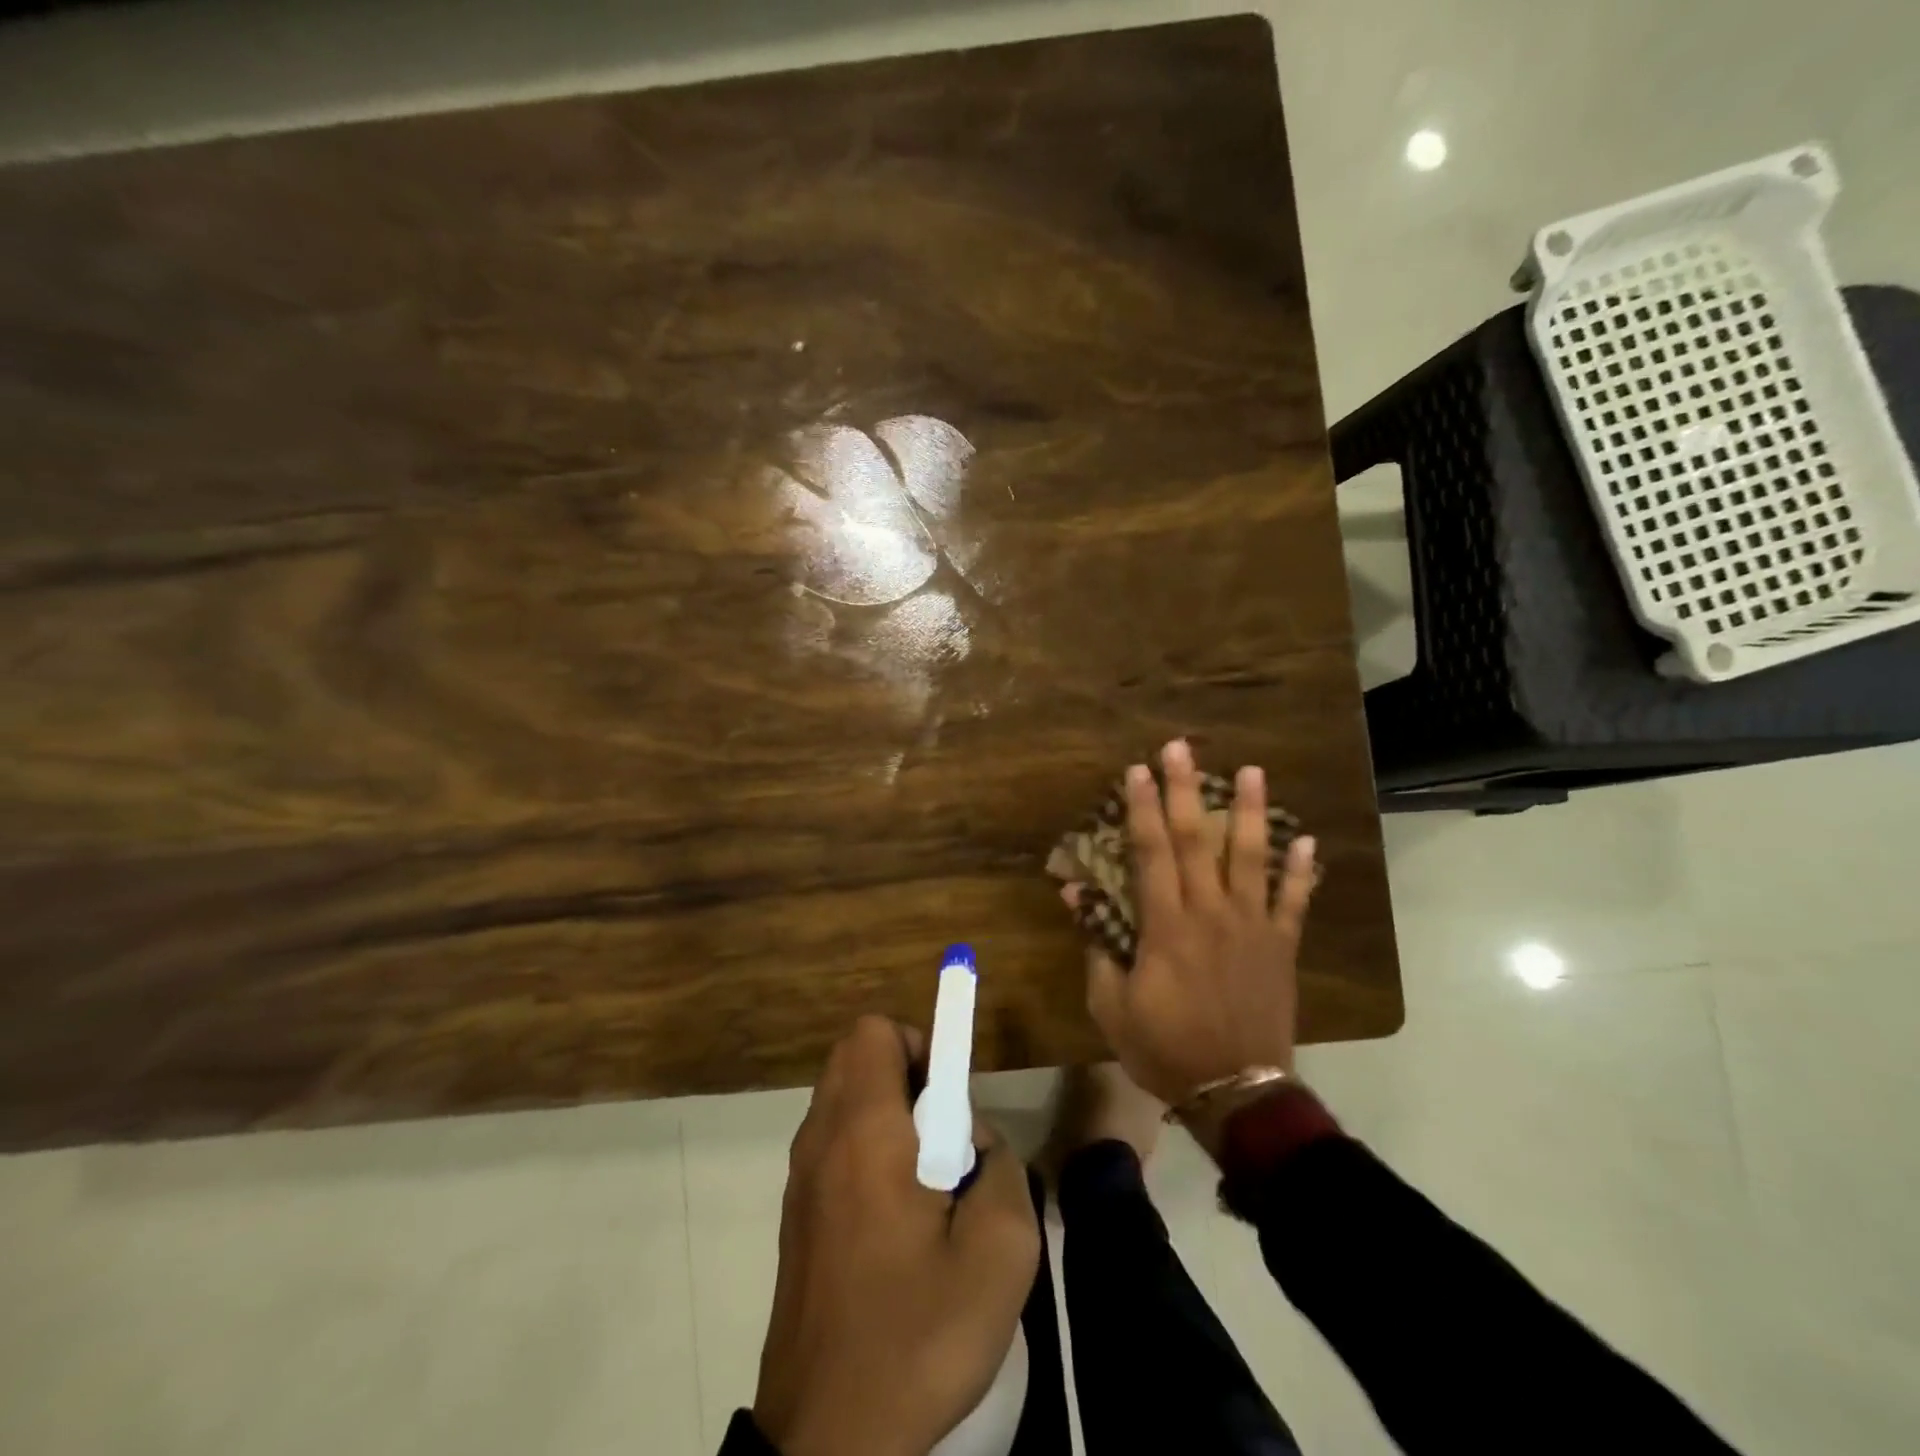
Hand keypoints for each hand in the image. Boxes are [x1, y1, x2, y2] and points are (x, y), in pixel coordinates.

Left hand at [753, 1016, 1039, 1455]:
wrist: (827, 1439)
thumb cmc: (915, 1337)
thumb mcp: (1000, 1254)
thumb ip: (1002, 1169)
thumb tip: (977, 1143)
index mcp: (864, 1131)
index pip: (876, 1031)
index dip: (922, 1043)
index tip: (952, 1100)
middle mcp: (822, 1137)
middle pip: (856, 1055)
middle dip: (908, 1072)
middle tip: (945, 1135)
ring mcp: (801, 1175)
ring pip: (844, 1097)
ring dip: (888, 1111)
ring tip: (926, 1182)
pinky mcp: (796, 1211)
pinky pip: (834, 1140)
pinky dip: (867, 1146)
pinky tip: (897, 1219)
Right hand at [1066, 739, 1316, 1109]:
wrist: (1235, 1091)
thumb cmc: (1164, 1048)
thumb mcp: (1111, 1004)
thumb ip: (1096, 945)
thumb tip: (1077, 894)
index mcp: (1166, 926)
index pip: (1150, 853)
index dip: (1141, 808)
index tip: (1137, 770)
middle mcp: (1211, 913)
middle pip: (1196, 841)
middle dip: (1185, 791)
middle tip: (1181, 747)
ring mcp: (1252, 927)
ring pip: (1251, 858)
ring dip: (1250, 812)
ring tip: (1252, 772)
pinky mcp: (1281, 946)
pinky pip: (1295, 902)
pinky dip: (1302, 871)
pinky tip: (1308, 839)